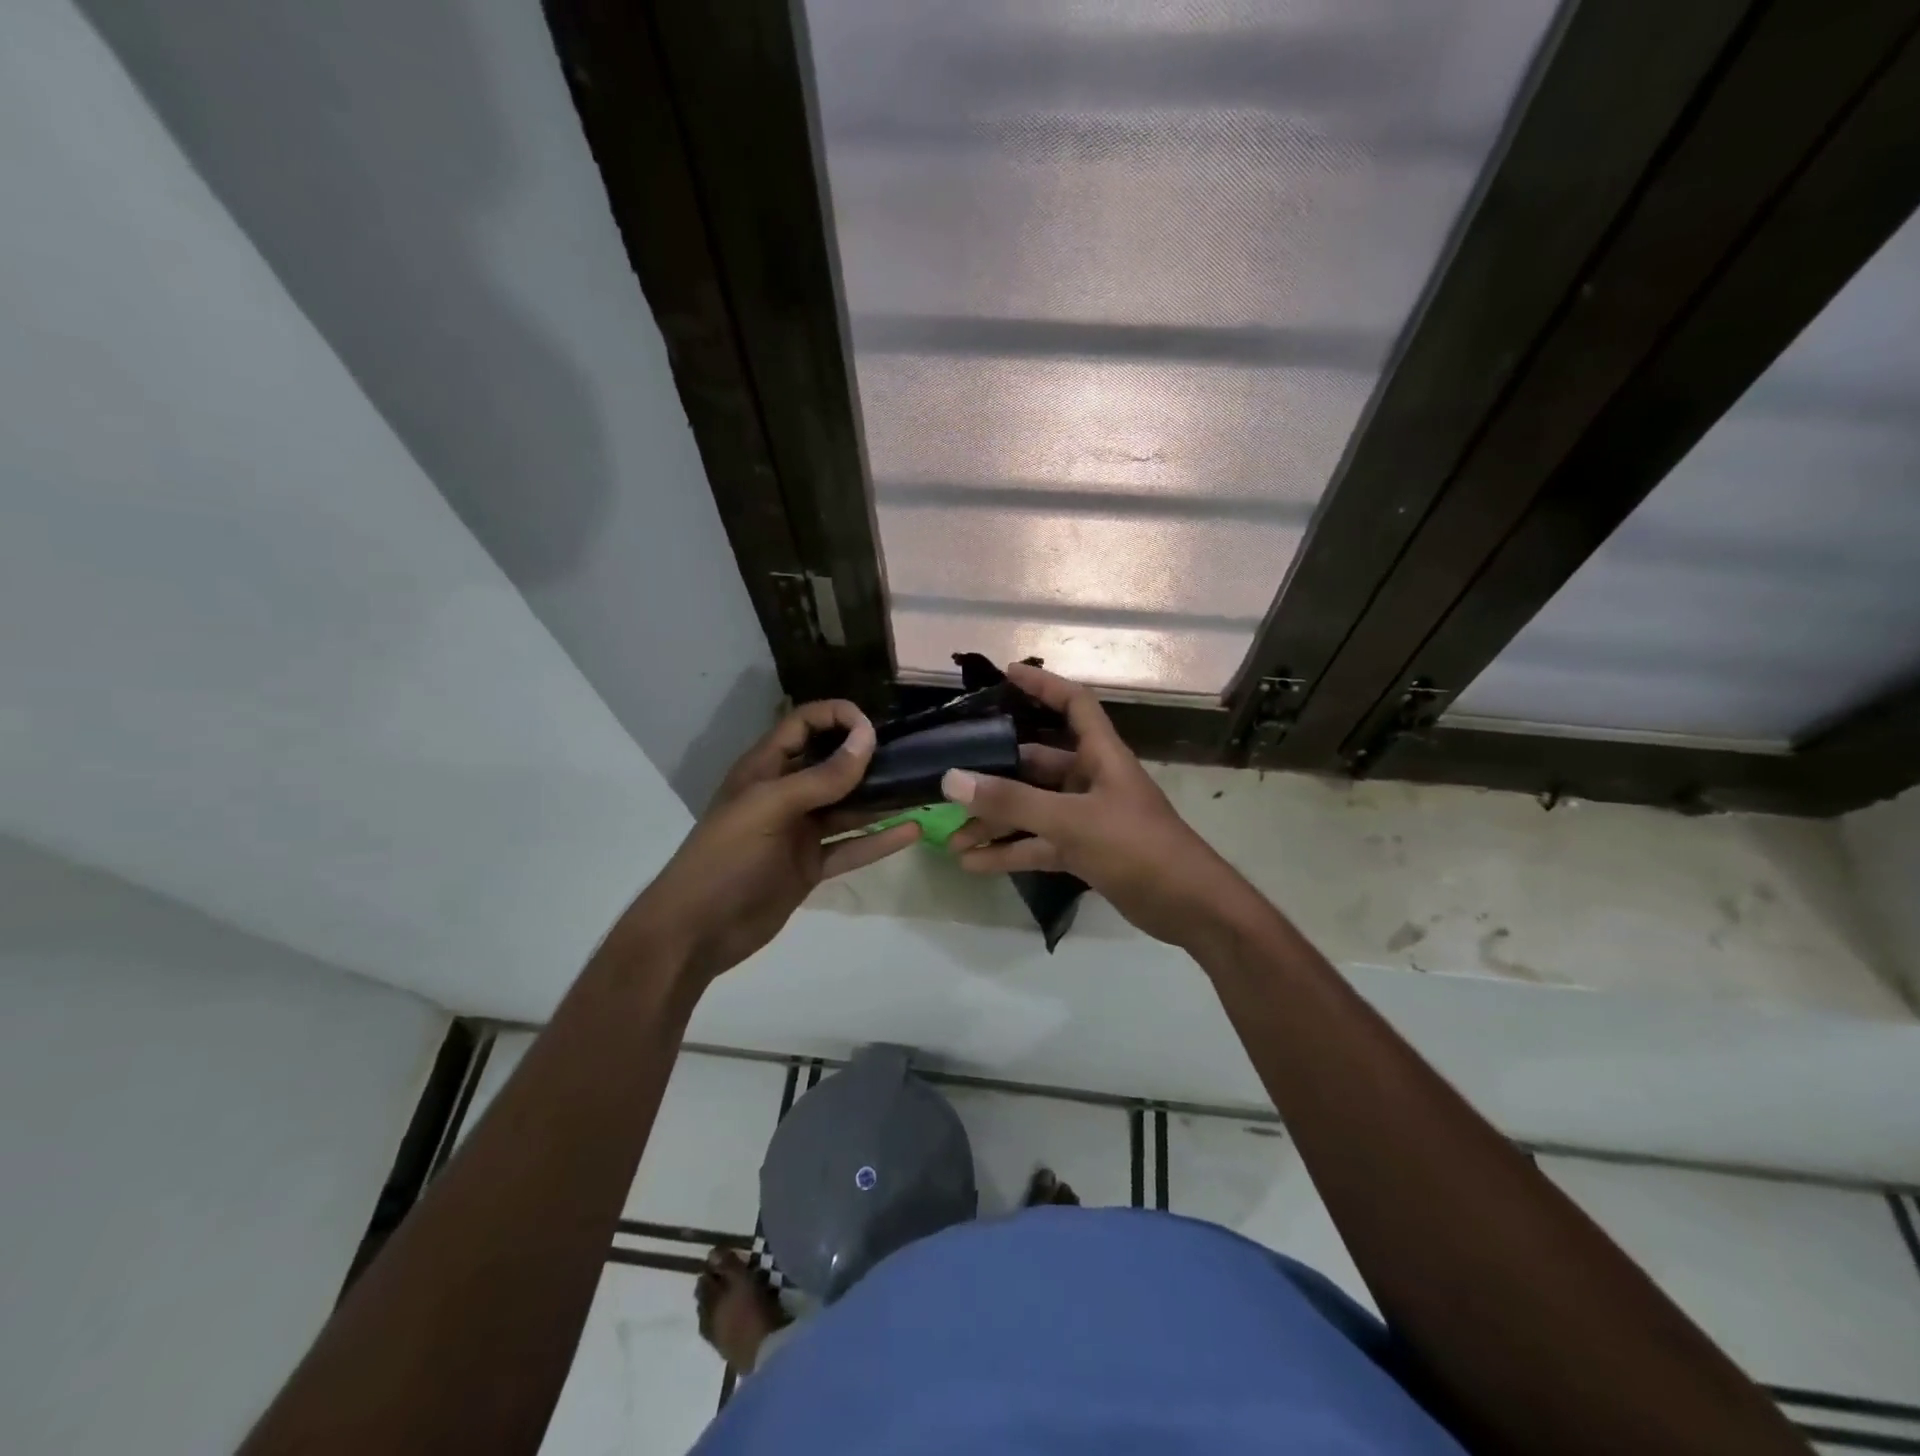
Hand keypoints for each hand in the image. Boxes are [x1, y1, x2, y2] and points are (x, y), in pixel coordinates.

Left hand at [624, 701, 919, 984]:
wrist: (698, 931)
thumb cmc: (727, 857)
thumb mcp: (771, 808)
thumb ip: (821, 777)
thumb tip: (867, 739)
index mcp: (765, 768)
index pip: (804, 724)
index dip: (837, 717)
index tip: (874, 727)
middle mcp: (785, 794)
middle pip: (831, 764)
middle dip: (867, 757)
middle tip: (910, 756)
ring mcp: (799, 831)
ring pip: (847, 807)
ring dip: (880, 799)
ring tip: (920, 790)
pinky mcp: (811, 865)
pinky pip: (851, 846)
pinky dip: (879, 840)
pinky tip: (911, 831)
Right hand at [942, 663, 1248, 946]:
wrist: (1188, 907)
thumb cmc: (1136, 846)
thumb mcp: (1071, 821)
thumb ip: (1011, 801)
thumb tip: (952, 779)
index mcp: (1100, 755)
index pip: (1073, 704)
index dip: (1043, 685)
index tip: (1006, 674)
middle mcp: (1091, 779)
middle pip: (1037, 764)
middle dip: (995, 776)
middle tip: (952, 783)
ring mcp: (1087, 817)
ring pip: (1032, 809)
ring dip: (996, 822)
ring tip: (952, 839)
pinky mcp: (1084, 851)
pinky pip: (1039, 843)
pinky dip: (1010, 852)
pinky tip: (974, 864)